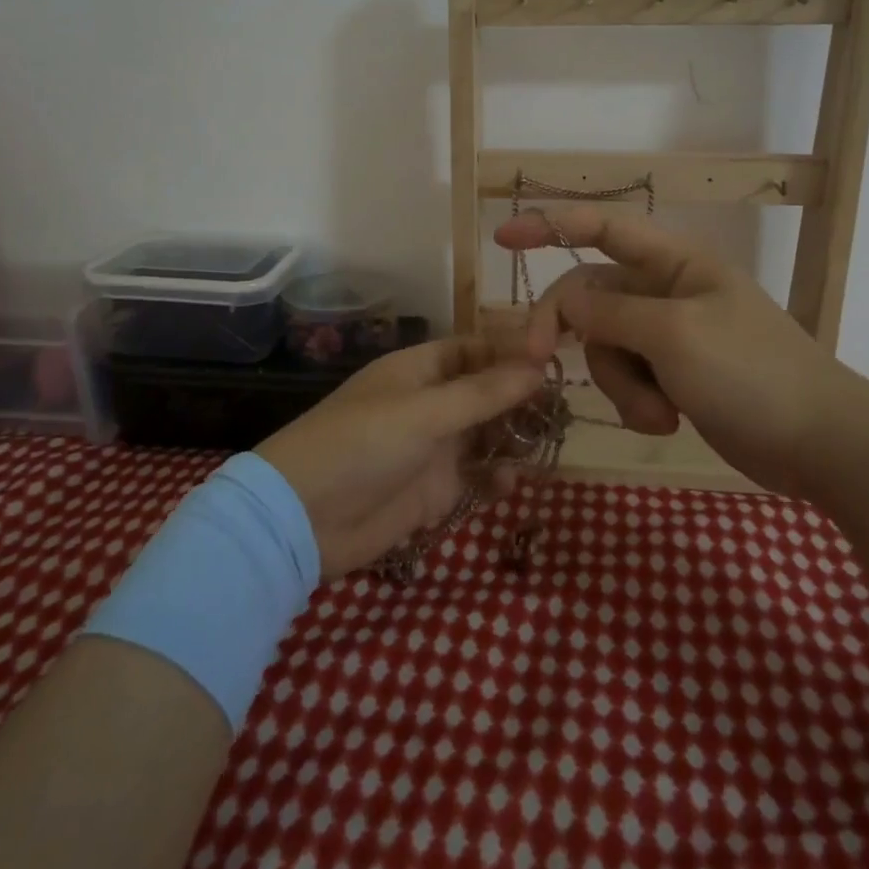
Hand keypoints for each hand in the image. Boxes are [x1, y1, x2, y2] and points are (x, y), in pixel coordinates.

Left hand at [256, 338, 544, 579]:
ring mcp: (432, 448)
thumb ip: (484, 393)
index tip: (555, 360)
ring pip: (486, 436)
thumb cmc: (362, 445)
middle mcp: (429, 404)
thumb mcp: (425, 412)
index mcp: (419, 370)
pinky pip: (476, 478)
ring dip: (513, 439)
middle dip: (521, 400)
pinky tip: (509, 484)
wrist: (304, 519)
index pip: (474, 350)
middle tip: (563, 410)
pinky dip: (495, 479)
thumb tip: (538, 367)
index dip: (511, 352)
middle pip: (486, 393)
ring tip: (546, 445)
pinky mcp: (433, 490)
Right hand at [495, 209, 868, 494]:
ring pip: (606, 348)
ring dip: (620, 384)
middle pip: (591, 299)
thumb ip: (611, 313)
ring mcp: (670, 338)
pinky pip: (630, 381)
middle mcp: (667, 294)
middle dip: (569, 331)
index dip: (552, 225)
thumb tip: (565, 302)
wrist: (818, 442)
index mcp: (675, 264)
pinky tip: (669, 424)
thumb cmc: (751, 373)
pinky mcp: (674, 377)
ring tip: (659, 413)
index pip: (604, 228)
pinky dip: (638, 404)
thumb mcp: (674, 335)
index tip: (503, 237)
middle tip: (534, 360)